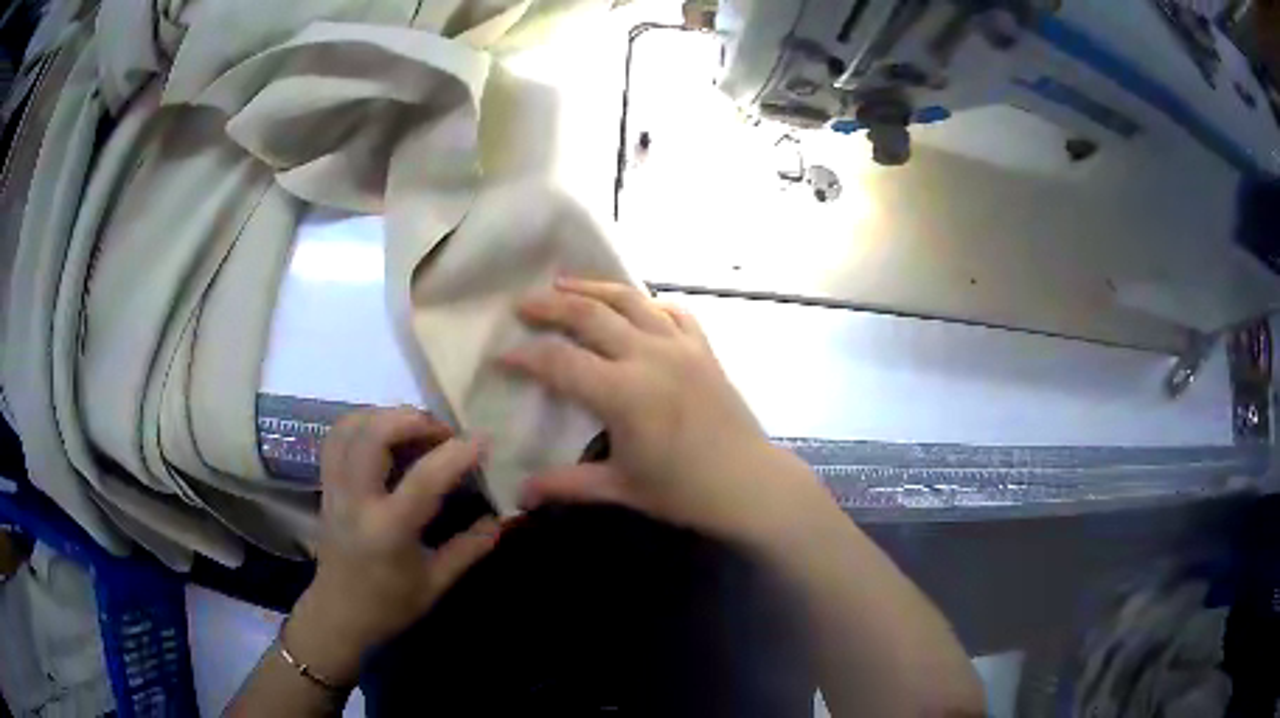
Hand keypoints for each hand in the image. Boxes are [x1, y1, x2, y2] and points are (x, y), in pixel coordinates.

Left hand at [287, 408, 498, 685]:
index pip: (423, 479)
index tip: (483, 439)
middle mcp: (356, 501)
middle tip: (442, 432)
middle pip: (373, 435)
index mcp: (388, 531)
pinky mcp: (326, 485)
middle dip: (413, 420)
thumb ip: (469, 548)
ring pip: (350, 427)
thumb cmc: (389, 605)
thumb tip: (500, 520)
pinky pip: (337, 438)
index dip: (456, 454)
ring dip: (385, 416)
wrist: (338, 614)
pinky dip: (361, 424)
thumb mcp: (436, 583)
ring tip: (414, 429)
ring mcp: (335, 489)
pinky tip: (384, 435)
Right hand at [501, 278, 813, 542]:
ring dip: (593, 288)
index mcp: (624, 393)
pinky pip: (672, 312)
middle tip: (522, 303)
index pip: (560, 362)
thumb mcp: (620, 488)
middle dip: (550, 306)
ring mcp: (681, 347)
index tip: (502, 355)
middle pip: (590, 315)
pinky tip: (632, 304)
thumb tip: (520, 494)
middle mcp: (650, 357)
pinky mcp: (704, 349)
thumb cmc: (684, 492)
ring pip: (630, 300)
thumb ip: (566, 484)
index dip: (526, 357)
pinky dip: (647, 303)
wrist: (750, 483)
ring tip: (563, 283)